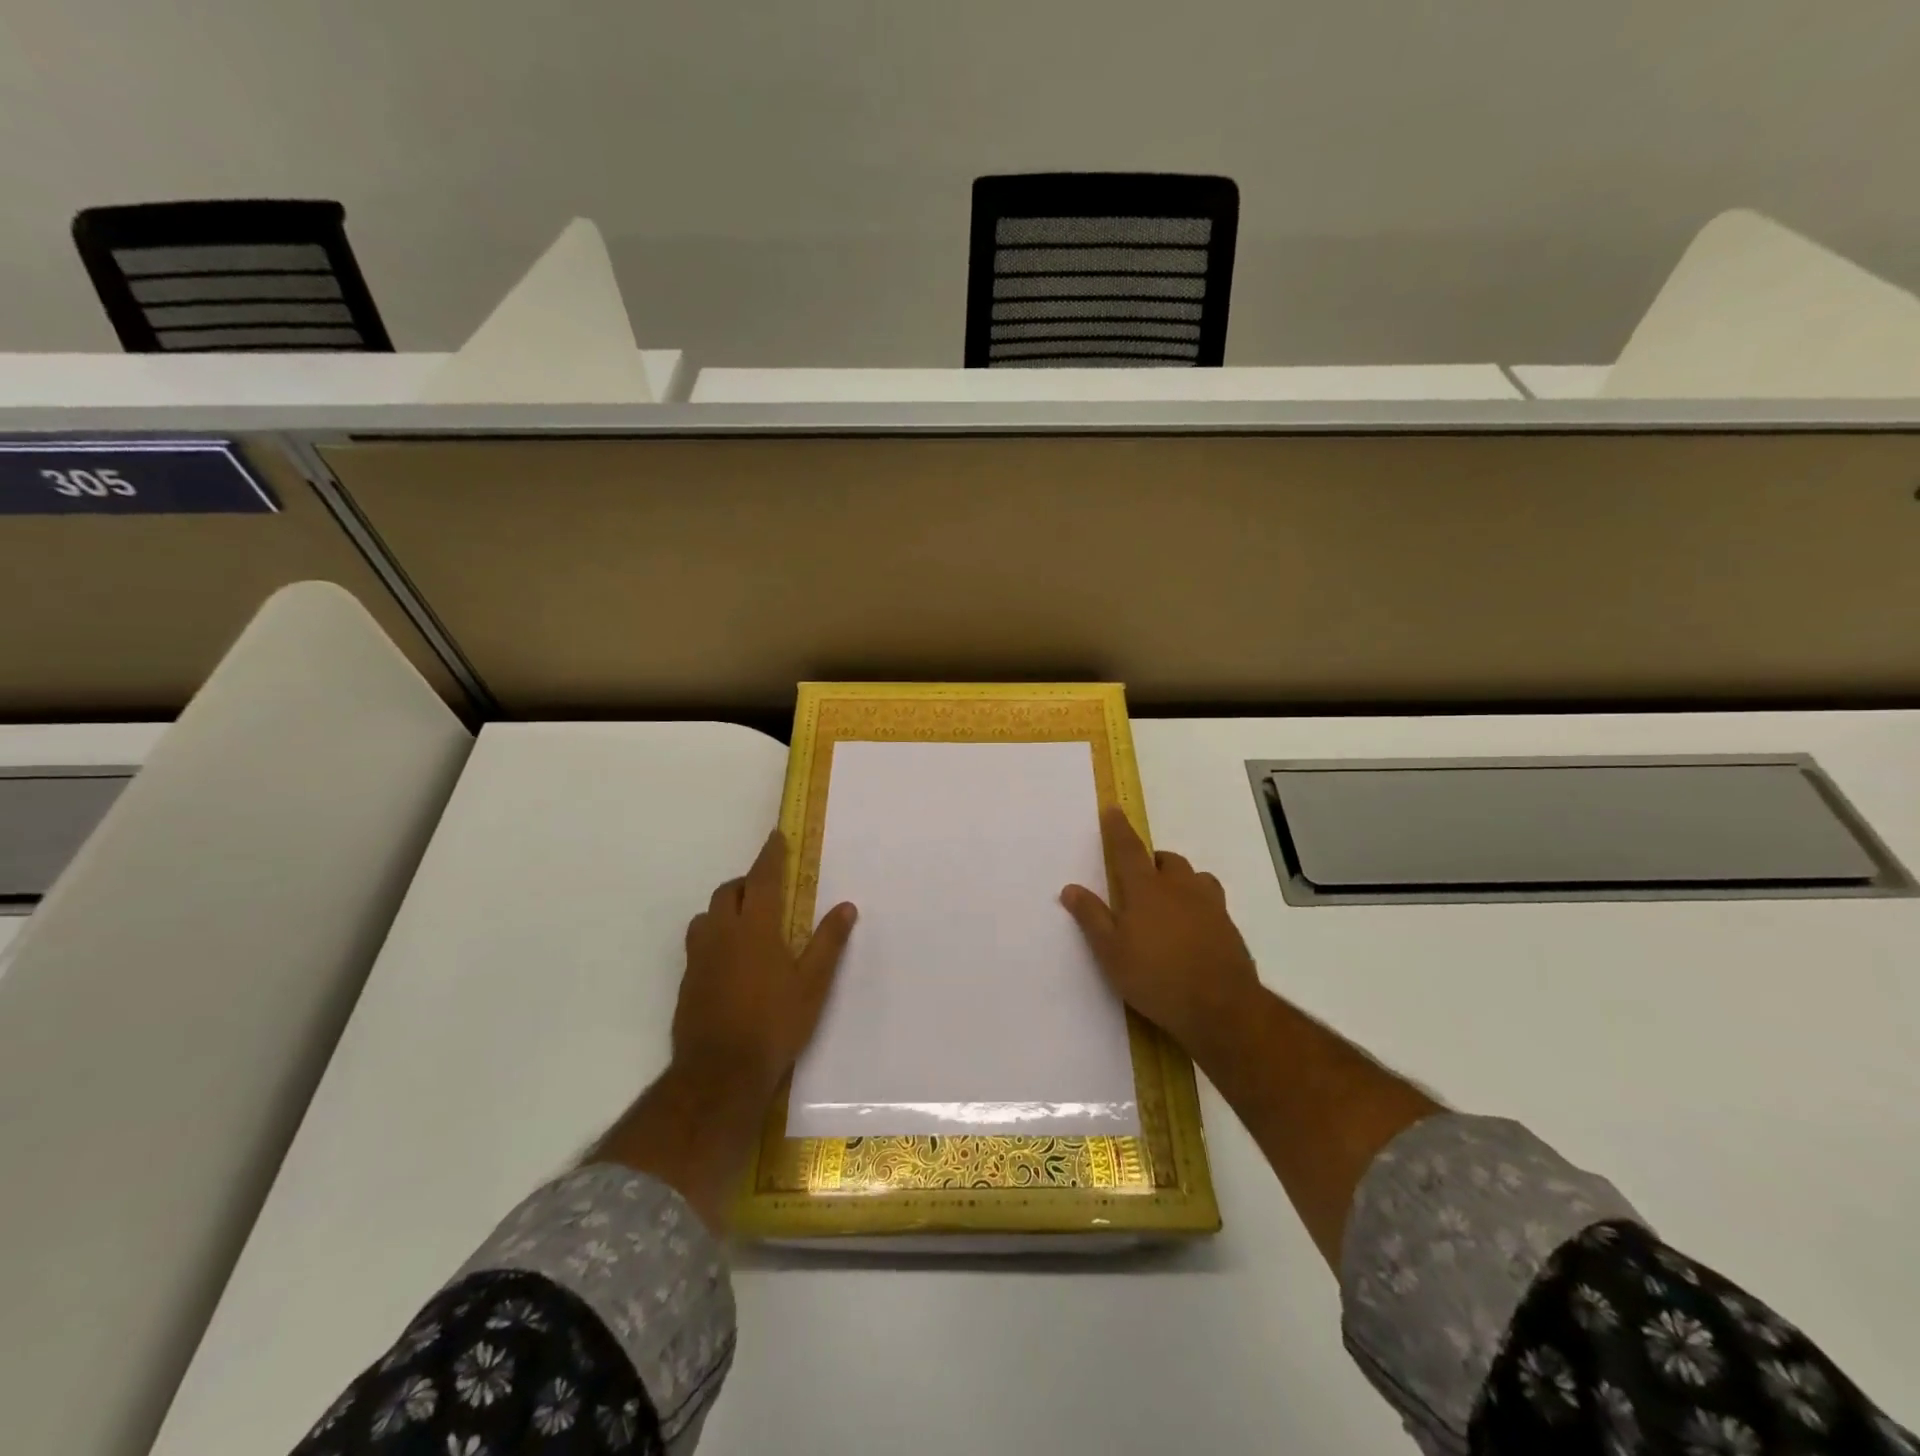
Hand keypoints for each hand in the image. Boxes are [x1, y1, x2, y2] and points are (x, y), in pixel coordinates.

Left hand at [673, 830, 857, 1100]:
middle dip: (747, 882)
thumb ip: (828, 942)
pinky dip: (715, 937)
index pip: (762, 878)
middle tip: (767, 889)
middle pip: (728, 892)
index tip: (776, 837)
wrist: (720, 1073)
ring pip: (707, 916)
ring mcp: (699, 958)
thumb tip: (846, 907)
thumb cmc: (774, 1023)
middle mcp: (722, 933)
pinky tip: (729, 961)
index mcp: (755, 927)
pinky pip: (699, 944)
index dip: (770, 855)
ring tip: (745, 923)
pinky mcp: (687, 982)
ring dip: (725, 909)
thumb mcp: (813, 984)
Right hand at [1061, 806, 1260, 1063]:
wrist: (1221, 1007)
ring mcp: (1209, 905)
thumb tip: (1070, 888)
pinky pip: (1211, 902)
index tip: (1113, 808)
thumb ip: (1091, 917)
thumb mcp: (1111, 952)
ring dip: (1180, 881)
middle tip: (1140, 882)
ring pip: (1194, 877)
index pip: (1128, 849)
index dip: (1119, 828)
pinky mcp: (1229, 926)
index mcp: (1146, 889)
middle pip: (1167, 860)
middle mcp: (1179, 887)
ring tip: (1169, 903)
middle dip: (1153, 862)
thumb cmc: (1156, 977)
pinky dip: (1198, 905)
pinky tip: (1192, 930)